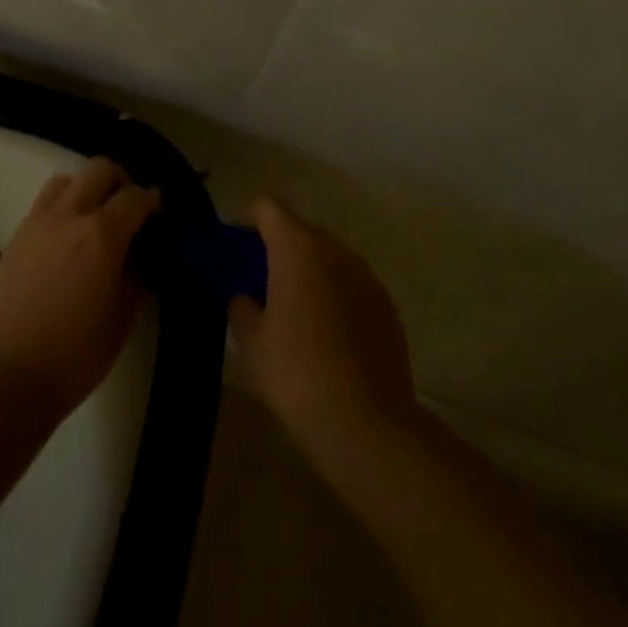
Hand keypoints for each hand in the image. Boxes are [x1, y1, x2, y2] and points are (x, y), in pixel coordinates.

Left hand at [0, 158, 158, 418]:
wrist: (8, 373)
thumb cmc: (75, 354)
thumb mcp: (121, 318)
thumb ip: (136, 276)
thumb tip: (141, 254)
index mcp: (103, 235)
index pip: (136, 197)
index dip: (153, 201)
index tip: (160, 215)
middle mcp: (69, 215)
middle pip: (99, 170)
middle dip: (121, 181)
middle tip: (130, 208)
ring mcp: (37, 222)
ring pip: (66, 179)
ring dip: (87, 188)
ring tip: (96, 217)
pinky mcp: (16, 236)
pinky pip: (44, 203)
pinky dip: (63, 205)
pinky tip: (68, 236)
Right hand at [228, 196, 417, 460]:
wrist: (365, 420)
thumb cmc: (295, 371)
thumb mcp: (250, 339)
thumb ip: (241, 305)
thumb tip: (247, 297)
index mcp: (298, 248)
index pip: (268, 206)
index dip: (249, 220)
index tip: (239, 251)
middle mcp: (337, 251)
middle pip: (301, 231)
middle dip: (279, 250)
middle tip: (262, 286)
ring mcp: (368, 277)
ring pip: (330, 259)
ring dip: (310, 273)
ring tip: (296, 314)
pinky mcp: (388, 306)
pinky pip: (353, 286)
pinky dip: (336, 297)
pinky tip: (328, 337)